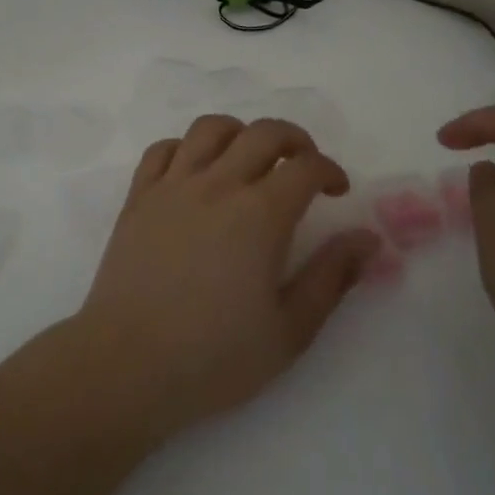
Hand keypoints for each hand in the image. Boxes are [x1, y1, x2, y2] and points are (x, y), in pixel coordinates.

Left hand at [70, 115, 380, 440]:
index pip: (305, 166)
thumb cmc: (214, 357)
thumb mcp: (290, 330)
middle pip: (262, 133)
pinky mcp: (137, 198)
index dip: (330, 170)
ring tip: (249, 160)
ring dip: (239, 133)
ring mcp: (172, 187)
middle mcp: (216, 185)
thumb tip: (367, 238)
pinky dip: (185, 148)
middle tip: (303, 166)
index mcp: (260, 214)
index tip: (337, 191)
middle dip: (294, 139)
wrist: (127, 365)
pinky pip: (162, 150)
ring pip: (209, 129)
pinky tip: (195, 172)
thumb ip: (332, 277)